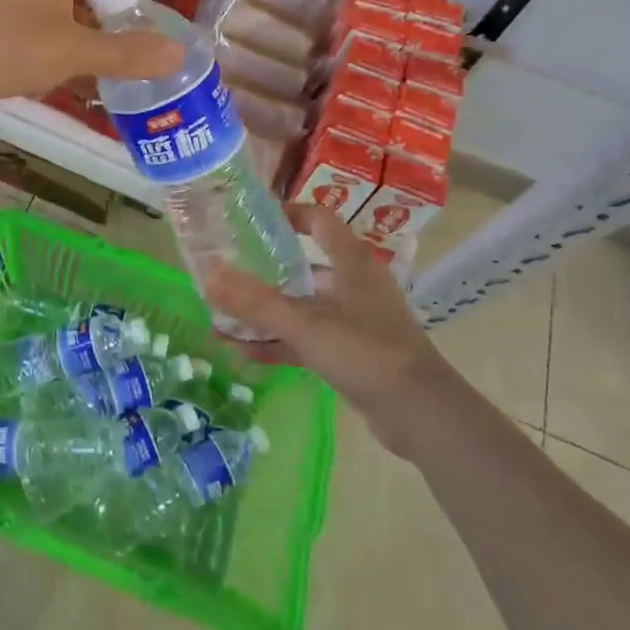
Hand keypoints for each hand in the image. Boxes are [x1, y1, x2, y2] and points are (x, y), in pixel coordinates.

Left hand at [0, 0, 184, 114]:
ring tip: (117, 54)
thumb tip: (178, 53)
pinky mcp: (9, 27)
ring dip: (99, 20)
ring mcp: (23, 0)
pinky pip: (54, 23)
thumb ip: (126, 53)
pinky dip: (75, 38)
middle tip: (137, 27)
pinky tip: (82, 71)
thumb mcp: (74, 51)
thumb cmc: (7, 48)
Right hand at [206, 205, 451, 458]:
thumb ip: (255, 303)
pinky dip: (280, 342)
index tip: (253, 219)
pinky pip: (309, 338)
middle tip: (230, 269)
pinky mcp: (354, 354)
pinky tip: (244, 352)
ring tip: (225, 315)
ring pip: (304, 306)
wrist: (421, 416)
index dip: (288, 213)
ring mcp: (356, 321)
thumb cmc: (365, 351)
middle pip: (306, 265)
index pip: (319, 219)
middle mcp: (355, 284)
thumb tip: (207, 276)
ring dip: (268, 312)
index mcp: (352, 262)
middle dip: (266, 269)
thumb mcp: (305, 324)